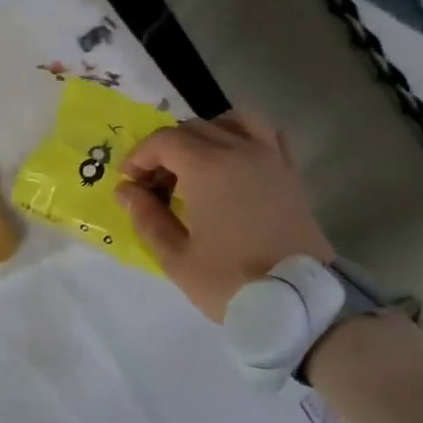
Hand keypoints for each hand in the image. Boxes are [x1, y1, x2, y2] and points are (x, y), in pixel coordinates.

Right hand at [116, 110, 333, 322]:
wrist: (296, 302)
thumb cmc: (229, 281)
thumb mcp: (175, 257)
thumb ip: (146, 217)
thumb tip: (126, 190)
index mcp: (207, 168)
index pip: (164, 140)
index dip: (139, 156)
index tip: (129, 183)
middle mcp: (240, 151)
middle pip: (194, 128)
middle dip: (166, 150)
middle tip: (155, 186)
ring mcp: (271, 158)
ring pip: (233, 121)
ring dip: (206, 134)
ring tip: (195, 164)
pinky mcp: (291, 173)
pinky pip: (268, 135)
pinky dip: (245, 138)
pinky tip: (235, 163)